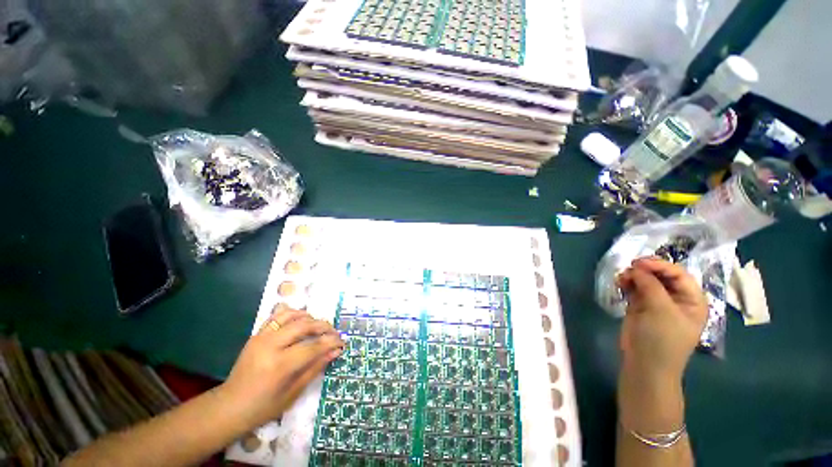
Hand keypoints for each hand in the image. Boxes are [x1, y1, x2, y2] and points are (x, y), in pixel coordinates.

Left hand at [219, 306, 343, 427]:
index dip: (331, 342)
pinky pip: (277, 316)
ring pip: (292, 315)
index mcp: (280, 365)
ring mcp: (261, 337)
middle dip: (324, 326)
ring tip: (317, 327)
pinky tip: (300, 321)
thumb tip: (336, 351)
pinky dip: (292, 314)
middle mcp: (271, 346)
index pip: (314, 346)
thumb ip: (316, 367)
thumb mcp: (293, 392)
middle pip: (305, 325)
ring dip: (309, 318)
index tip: (342, 342)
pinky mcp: (256, 334)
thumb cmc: (263, 407)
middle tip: (333, 333)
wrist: (229, 406)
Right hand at [617, 257, 707, 382]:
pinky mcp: (640, 306)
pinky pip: (635, 289)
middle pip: (662, 276)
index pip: (679, 275)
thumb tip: (636, 268)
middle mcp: (676, 299)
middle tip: (629, 268)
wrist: (645, 364)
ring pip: (646, 281)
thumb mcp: (661, 310)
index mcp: (691, 300)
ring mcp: (657, 303)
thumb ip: (651, 285)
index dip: (660, 265)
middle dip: (645, 270)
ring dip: (633, 276)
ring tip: (622, 278)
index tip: (639, 263)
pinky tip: (620, 283)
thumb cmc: (662, 339)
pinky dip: (627, 283)